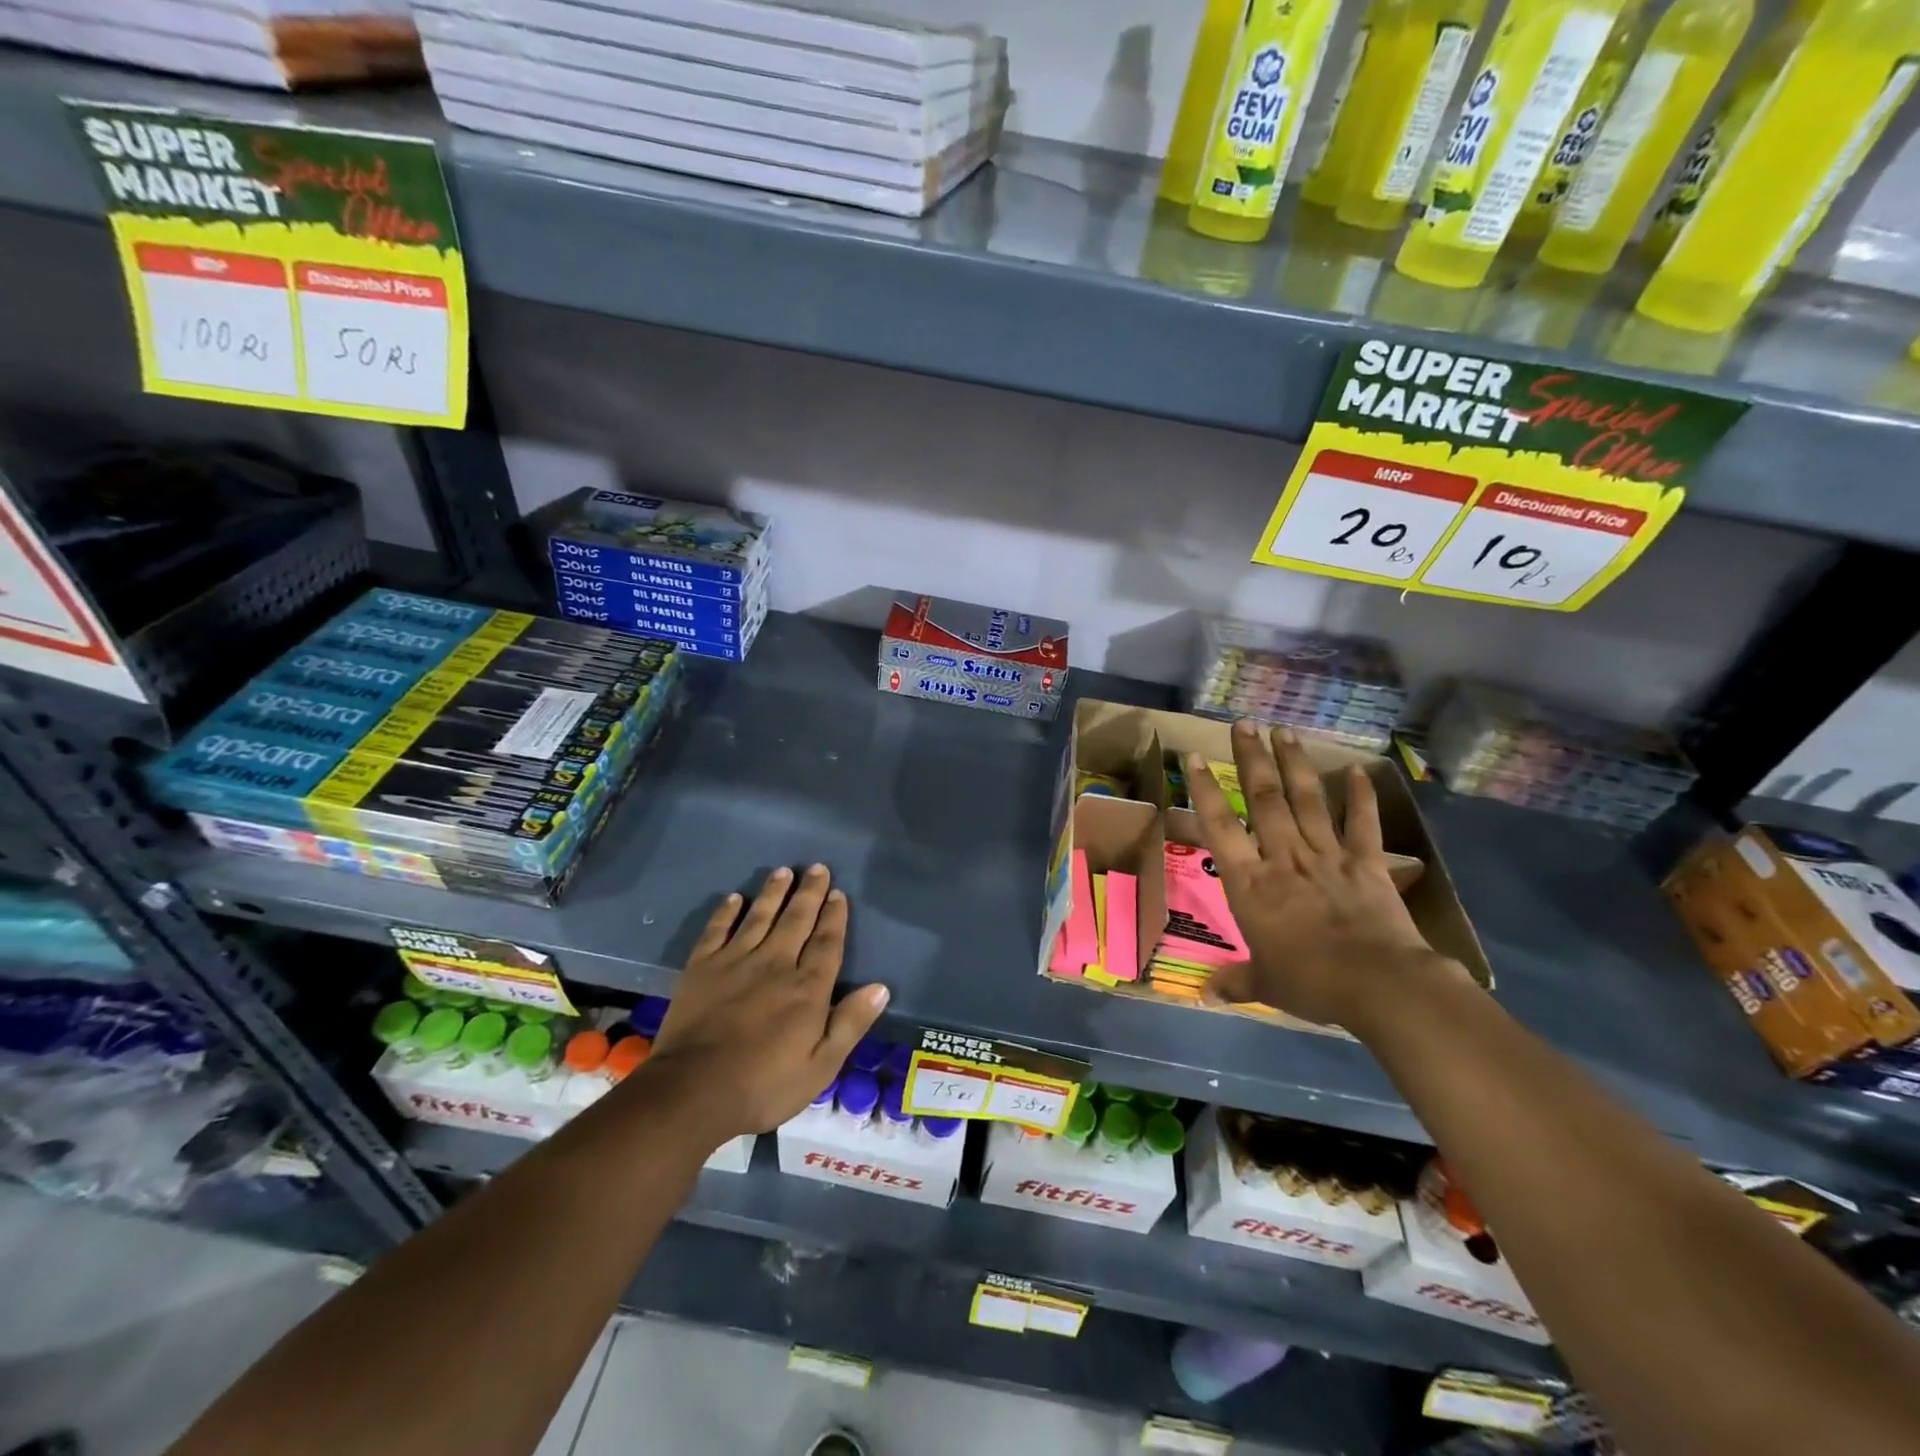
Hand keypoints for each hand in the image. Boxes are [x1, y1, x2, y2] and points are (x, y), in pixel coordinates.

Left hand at [649, 865, 887, 1138]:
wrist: (692, 1091)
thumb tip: (881, 987)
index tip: (838, 893)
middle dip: (809, 893)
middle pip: (796, 920)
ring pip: (759, 917)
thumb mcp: (820, 1066)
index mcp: (807, 988)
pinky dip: (726, 913)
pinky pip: (717, 931)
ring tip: (783, 871)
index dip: (834, 916)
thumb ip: (850, 1023)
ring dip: (773, 893)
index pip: (826, 942)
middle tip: (816, 868)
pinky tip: (734, 898)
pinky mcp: (701, 969)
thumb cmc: (764, 1085)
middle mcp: (775, 964)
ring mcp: (735, 962)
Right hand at [1186, 721, 1455, 1026]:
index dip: (1205, 790)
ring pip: (1306, 801)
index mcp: (1250, 884)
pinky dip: (1360, 797)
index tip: (1194, 757)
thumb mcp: (1265, 983)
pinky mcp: (1366, 865)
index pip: (1220, 827)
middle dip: (1252, 759)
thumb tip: (1206, 994)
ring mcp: (1327, 857)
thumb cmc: (1311, 983)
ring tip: (1283, 731)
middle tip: (1243, 724)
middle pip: (1264, 799)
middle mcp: (1283, 858)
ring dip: (1294, 764)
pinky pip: (1361, 825)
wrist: (1379, 986)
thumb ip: (1236, 981)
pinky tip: (1356, 771)